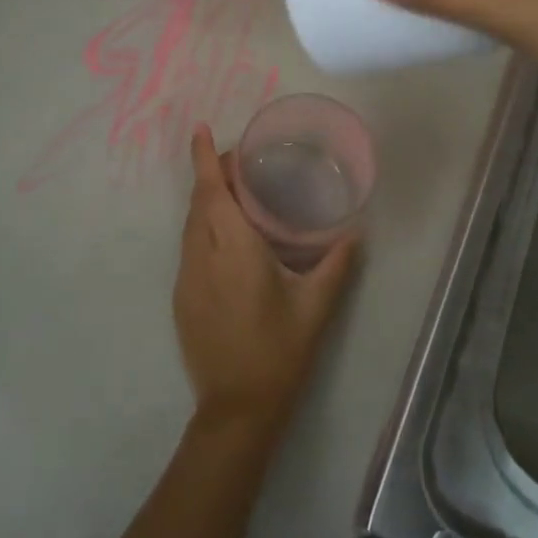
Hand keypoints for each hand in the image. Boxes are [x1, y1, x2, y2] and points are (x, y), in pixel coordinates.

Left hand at [172, 125, 359, 437]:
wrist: (237, 408)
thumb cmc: (280, 352)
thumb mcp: (316, 306)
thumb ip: (337, 263)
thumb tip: (355, 230)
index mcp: (234, 251)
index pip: (213, 193)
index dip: (205, 159)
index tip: (200, 129)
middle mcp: (202, 257)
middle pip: (200, 203)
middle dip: (212, 174)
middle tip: (242, 161)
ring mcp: (186, 279)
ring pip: (191, 225)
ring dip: (207, 201)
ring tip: (238, 192)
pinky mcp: (182, 298)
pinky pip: (190, 247)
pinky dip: (204, 227)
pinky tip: (228, 237)